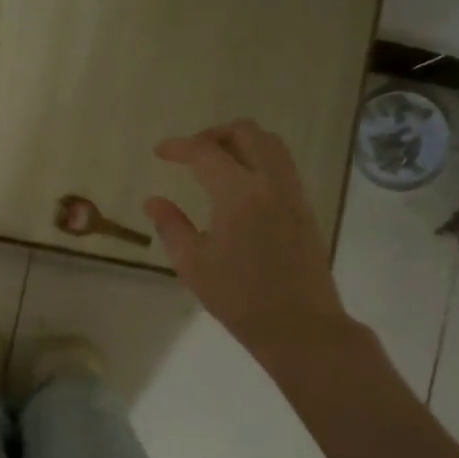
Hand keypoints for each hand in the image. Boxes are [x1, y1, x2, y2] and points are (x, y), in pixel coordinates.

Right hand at [145, 119, 358, 368]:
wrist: (300, 325)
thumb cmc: (240, 299)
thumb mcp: (193, 265)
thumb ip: (171, 226)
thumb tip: (153, 201)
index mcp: (239, 194)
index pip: (205, 152)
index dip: (179, 147)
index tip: (160, 152)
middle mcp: (270, 182)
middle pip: (246, 132)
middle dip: (214, 134)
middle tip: (191, 153)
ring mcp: (293, 193)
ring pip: (271, 143)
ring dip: (241, 142)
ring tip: (217, 163)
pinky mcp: (305, 207)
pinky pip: (283, 165)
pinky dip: (259, 159)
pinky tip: (241, 186)